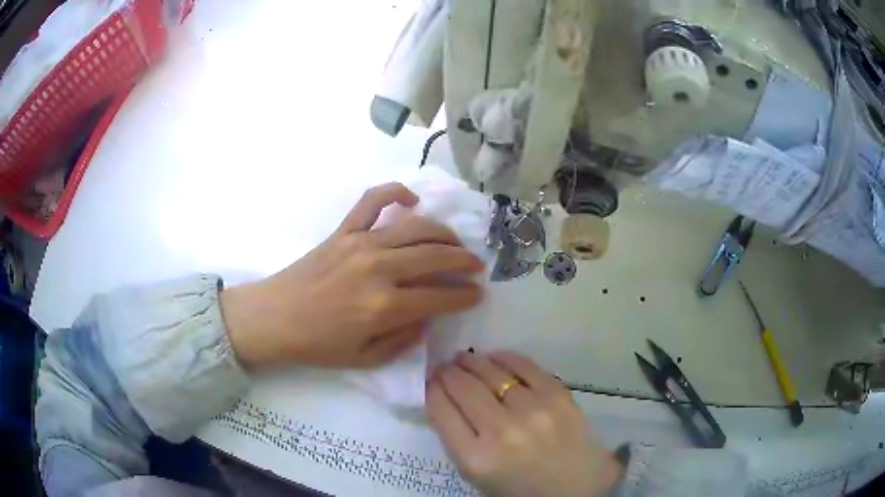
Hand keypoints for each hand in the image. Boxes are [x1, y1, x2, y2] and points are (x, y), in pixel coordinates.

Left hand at [220, 183, 484, 369]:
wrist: (274, 318)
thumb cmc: (318, 344)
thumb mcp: (366, 359)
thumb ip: (404, 340)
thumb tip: (428, 316)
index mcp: (384, 306)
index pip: (440, 296)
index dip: (465, 295)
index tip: (478, 294)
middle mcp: (379, 268)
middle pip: (436, 256)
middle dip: (464, 261)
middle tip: (476, 266)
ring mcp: (361, 243)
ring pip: (416, 227)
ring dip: (444, 233)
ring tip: (455, 243)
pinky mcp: (344, 230)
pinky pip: (373, 200)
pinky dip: (395, 192)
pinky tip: (411, 200)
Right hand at [427, 351, 623, 496]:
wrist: (575, 487)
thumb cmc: (520, 488)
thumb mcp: (477, 474)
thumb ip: (457, 438)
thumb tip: (444, 396)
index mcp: (476, 459)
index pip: (440, 410)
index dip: (431, 389)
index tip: (431, 381)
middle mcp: (502, 432)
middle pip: (463, 387)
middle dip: (448, 373)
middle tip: (445, 368)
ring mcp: (533, 410)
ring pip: (491, 372)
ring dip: (472, 362)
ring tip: (465, 360)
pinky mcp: (558, 396)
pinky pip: (523, 366)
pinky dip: (504, 358)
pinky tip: (496, 358)